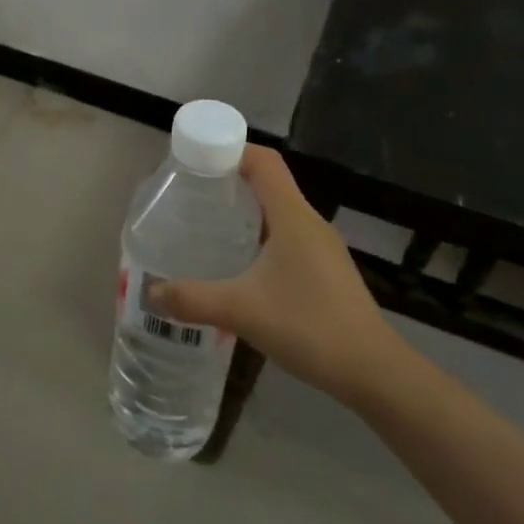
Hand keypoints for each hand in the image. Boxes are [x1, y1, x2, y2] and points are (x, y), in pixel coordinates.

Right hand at [152, 146, 404, 407]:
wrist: (372, 372)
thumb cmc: (309, 326)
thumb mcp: (240, 311)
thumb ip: (192, 299)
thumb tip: (151, 292)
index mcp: (293, 216)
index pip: (264, 161)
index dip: (231, 150)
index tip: (196, 162)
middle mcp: (310, 223)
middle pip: (268, 184)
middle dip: (228, 184)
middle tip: (190, 198)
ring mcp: (322, 248)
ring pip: (277, 214)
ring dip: (244, 215)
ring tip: (207, 230)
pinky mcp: (326, 271)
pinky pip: (286, 239)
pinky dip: (259, 240)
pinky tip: (239, 269)